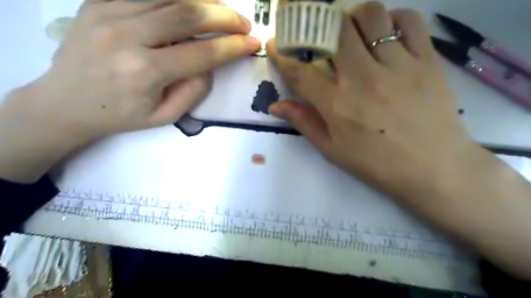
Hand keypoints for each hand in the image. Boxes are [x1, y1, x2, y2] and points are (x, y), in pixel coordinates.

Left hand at [0, 0, 260, 180]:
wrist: (65, 102)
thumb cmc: (121, 115)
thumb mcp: (165, 116)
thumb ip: (194, 90)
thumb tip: (211, 62)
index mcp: (145, 72)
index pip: (202, 53)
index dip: (232, 47)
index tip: (253, 43)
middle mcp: (127, 35)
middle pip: (188, 13)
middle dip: (224, 16)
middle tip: (244, 23)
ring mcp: (109, 11)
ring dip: (204, 0)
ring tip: (223, 11)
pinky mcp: (99, 1)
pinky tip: (193, 3)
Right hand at [270, 0, 477, 202]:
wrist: (433, 168)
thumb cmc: (376, 163)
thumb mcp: (333, 149)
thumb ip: (304, 122)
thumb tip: (275, 105)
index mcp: (338, 106)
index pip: (301, 73)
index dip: (282, 55)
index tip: (275, 44)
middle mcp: (364, 79)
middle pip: (335, 31)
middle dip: (317, 25)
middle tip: (315, 31)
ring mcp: (398, 66)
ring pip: (371, 16)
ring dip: (354, 18)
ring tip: (351, 31)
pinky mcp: (427, 61)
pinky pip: (410, 21)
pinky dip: (393, 18)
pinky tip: (386, 33)